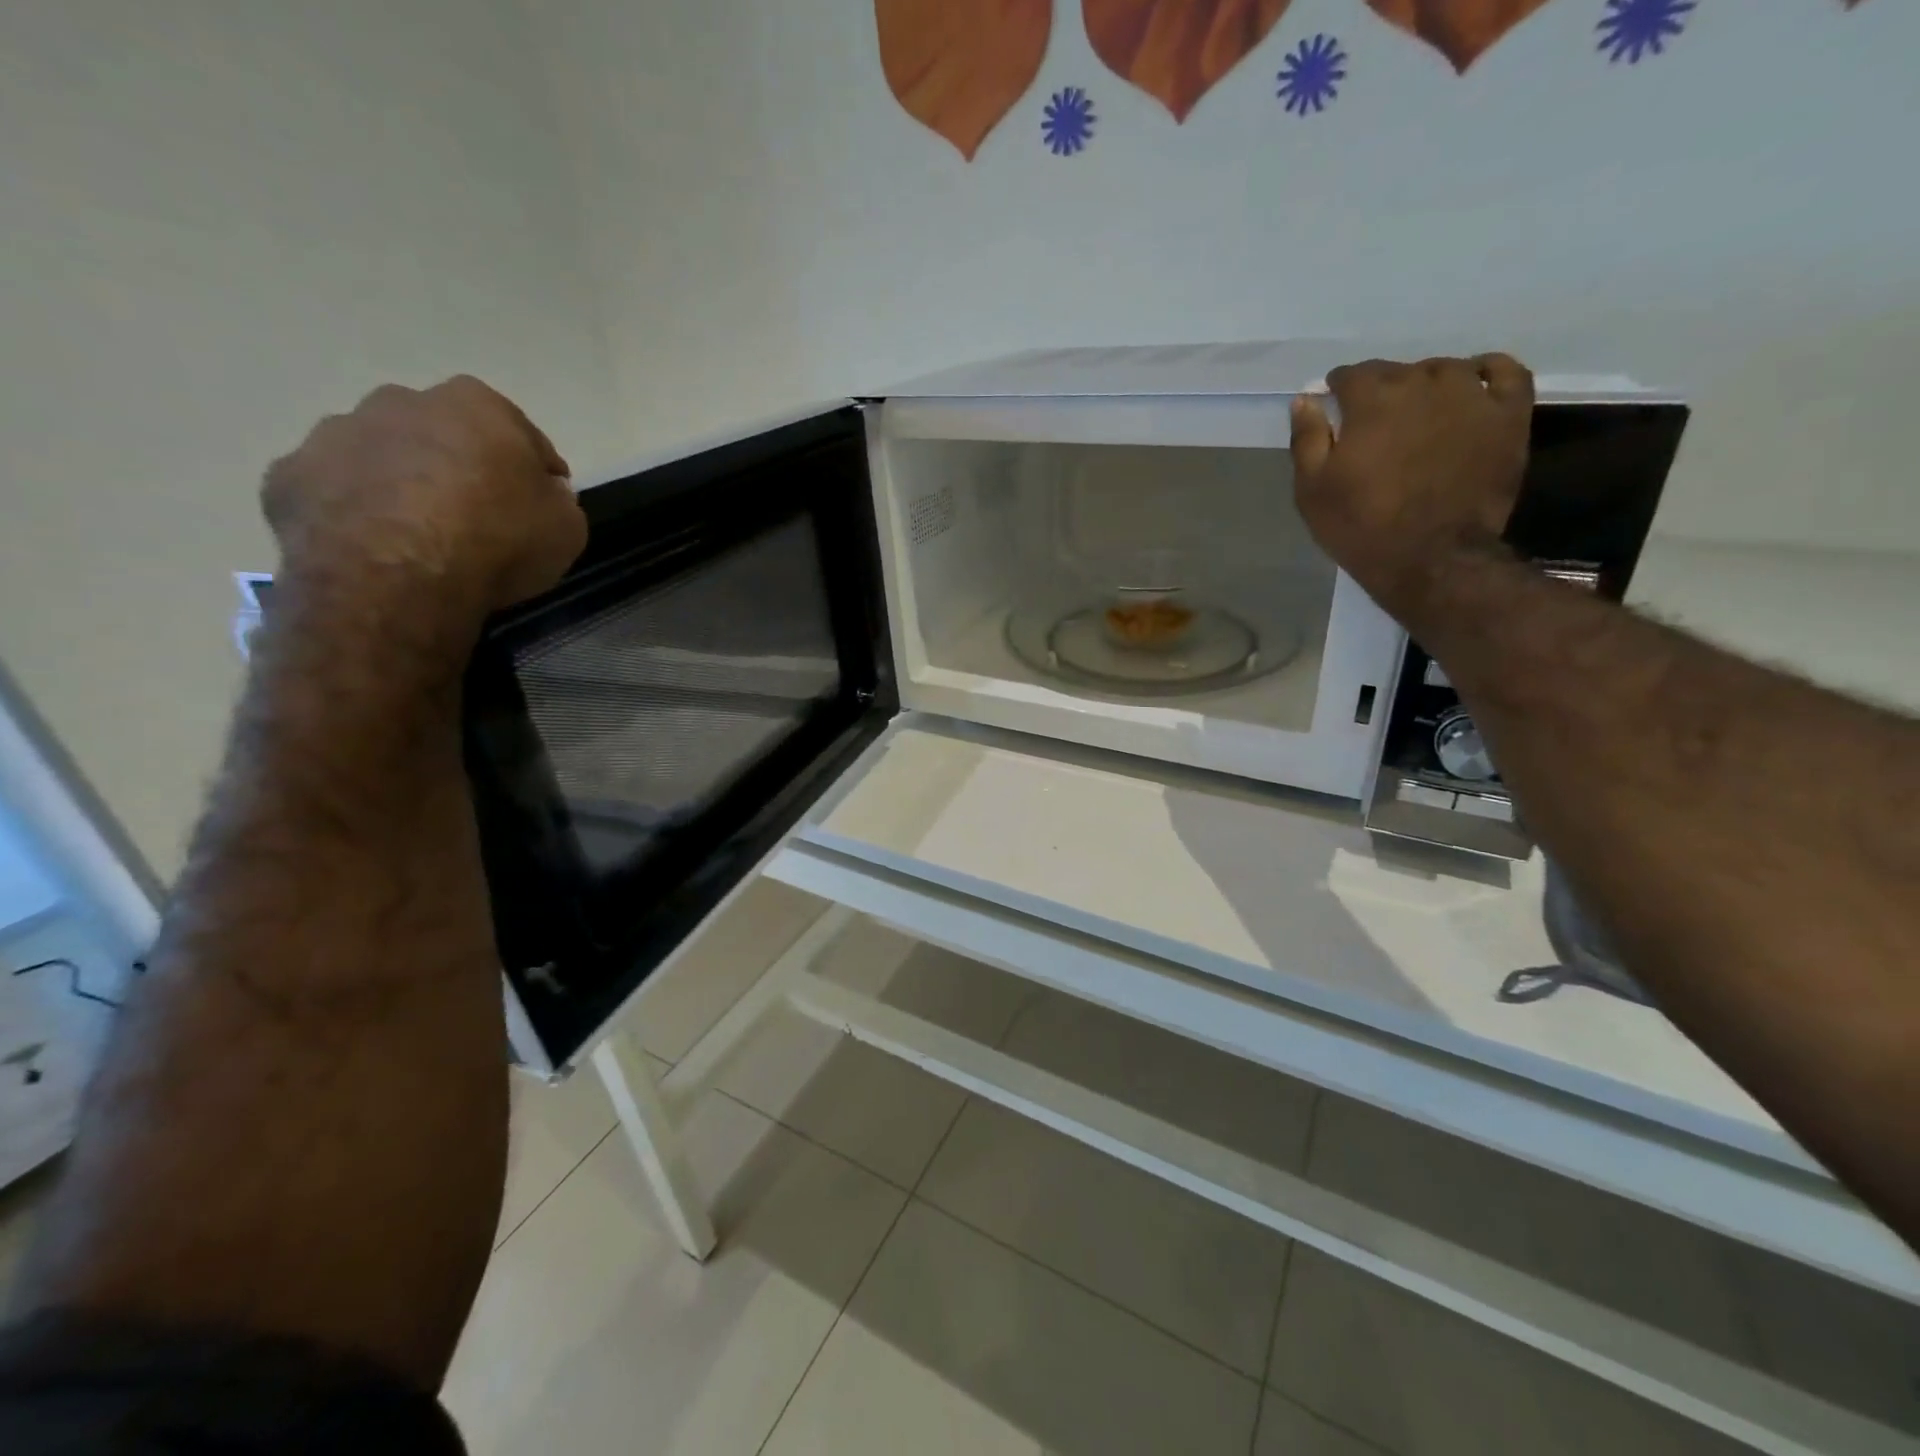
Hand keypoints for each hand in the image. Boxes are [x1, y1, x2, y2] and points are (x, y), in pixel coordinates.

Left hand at [262, 377, 585, 642]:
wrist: (398, 578)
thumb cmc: (498, 542)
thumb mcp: (567, 529)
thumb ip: (556, 501)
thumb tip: (542, 494)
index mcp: (476, 406)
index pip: (520, 433)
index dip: (534, 469)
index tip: (542, 501)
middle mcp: (400, 402)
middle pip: (441, 433)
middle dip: (458, 464)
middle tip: (477, 516)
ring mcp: (335, 434)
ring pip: (380, 455)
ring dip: (400, 483)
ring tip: (420, 536)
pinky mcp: (288, 476)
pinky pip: (334, 491)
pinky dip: (354, 512)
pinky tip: (375, 548)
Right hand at [1289, 354, 1533, 619]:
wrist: (1430, 558)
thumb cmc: (1361, 526)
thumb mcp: (1312, 490)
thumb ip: (1307, 439)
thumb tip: (1304, 399)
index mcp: (1372, 401)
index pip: (1352, 375)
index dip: (1339, 387)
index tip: (1334, 401)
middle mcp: (1423, 385)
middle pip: (1397, 370)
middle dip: (1380, 387)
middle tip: (1372, 417)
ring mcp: (1471, 397)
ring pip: (1446, 369)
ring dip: (1426, 382)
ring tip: (1419, 408)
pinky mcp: (1508, 415)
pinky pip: (1504, 372)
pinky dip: (1487, 371)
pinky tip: (1473, 385)